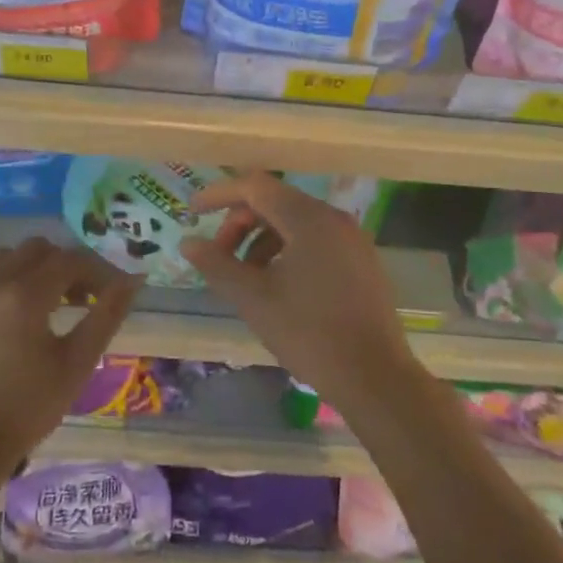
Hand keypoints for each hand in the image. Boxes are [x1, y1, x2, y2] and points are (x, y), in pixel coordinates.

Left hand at [0, 238, 140, 476]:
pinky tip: (15, 316)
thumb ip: (107, 314)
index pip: (70, 260)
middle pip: (38, 249)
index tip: (113, 292)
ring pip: (6, 257)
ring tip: (49, 303)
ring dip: (33, 269)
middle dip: (66, 266)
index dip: (98, 271)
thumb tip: (133, 279)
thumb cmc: (28, 408)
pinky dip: (6, 282)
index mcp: (24, 295)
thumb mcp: (77, 363)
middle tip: (84, 298)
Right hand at [180, 171, 417, 410]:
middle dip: (240, 223)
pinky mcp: (362, 261)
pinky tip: (277, 285)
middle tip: (219, 256)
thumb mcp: (253, 298)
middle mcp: (334, 218)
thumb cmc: (308, 332)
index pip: (255, 187)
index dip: (220, 194)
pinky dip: (288, 250)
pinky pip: (316, 240)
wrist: (374, 376)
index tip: (192, 212)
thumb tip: (188, 242)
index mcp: (308, 218)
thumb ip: (217, 264)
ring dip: (262, 239)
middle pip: (276, 202)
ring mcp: (353, 239)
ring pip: (296, 222)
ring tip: (245, 277)